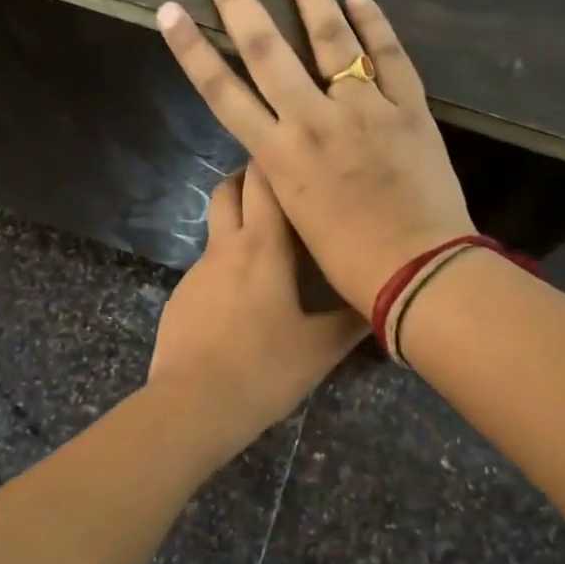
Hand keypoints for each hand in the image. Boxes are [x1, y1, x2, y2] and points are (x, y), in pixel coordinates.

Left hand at [149, 164, 365, 435]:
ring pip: (217, 227)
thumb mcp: (321, 348)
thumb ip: (353, 318)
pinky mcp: (182, 296)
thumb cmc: (264, 369)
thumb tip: (382, 297)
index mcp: (261, 246)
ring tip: (272, 245)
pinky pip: (208, 266)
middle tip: (284, 189)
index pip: (263, 179)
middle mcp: (225, 247)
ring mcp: (197, 271)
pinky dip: (228, 264)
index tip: (300, 158)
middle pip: (229, 189)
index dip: (277, 160)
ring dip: (239, 221)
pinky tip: (245, 299)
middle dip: (250, 177)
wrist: (193, 404)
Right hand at [155, 0, 473, 311]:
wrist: (418, 271)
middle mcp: (314, 121)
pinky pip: (390, 56)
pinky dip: (375, 25)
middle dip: (239, 6)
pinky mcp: (409, 109)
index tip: (170, 13)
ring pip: (332, 41)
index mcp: (280, 155)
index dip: (192, 50)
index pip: (223, 91)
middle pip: (267, 52)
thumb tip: (280, 136)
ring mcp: (365, 109)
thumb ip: (285, 169)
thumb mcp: (297, 215)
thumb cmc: (349, 262)